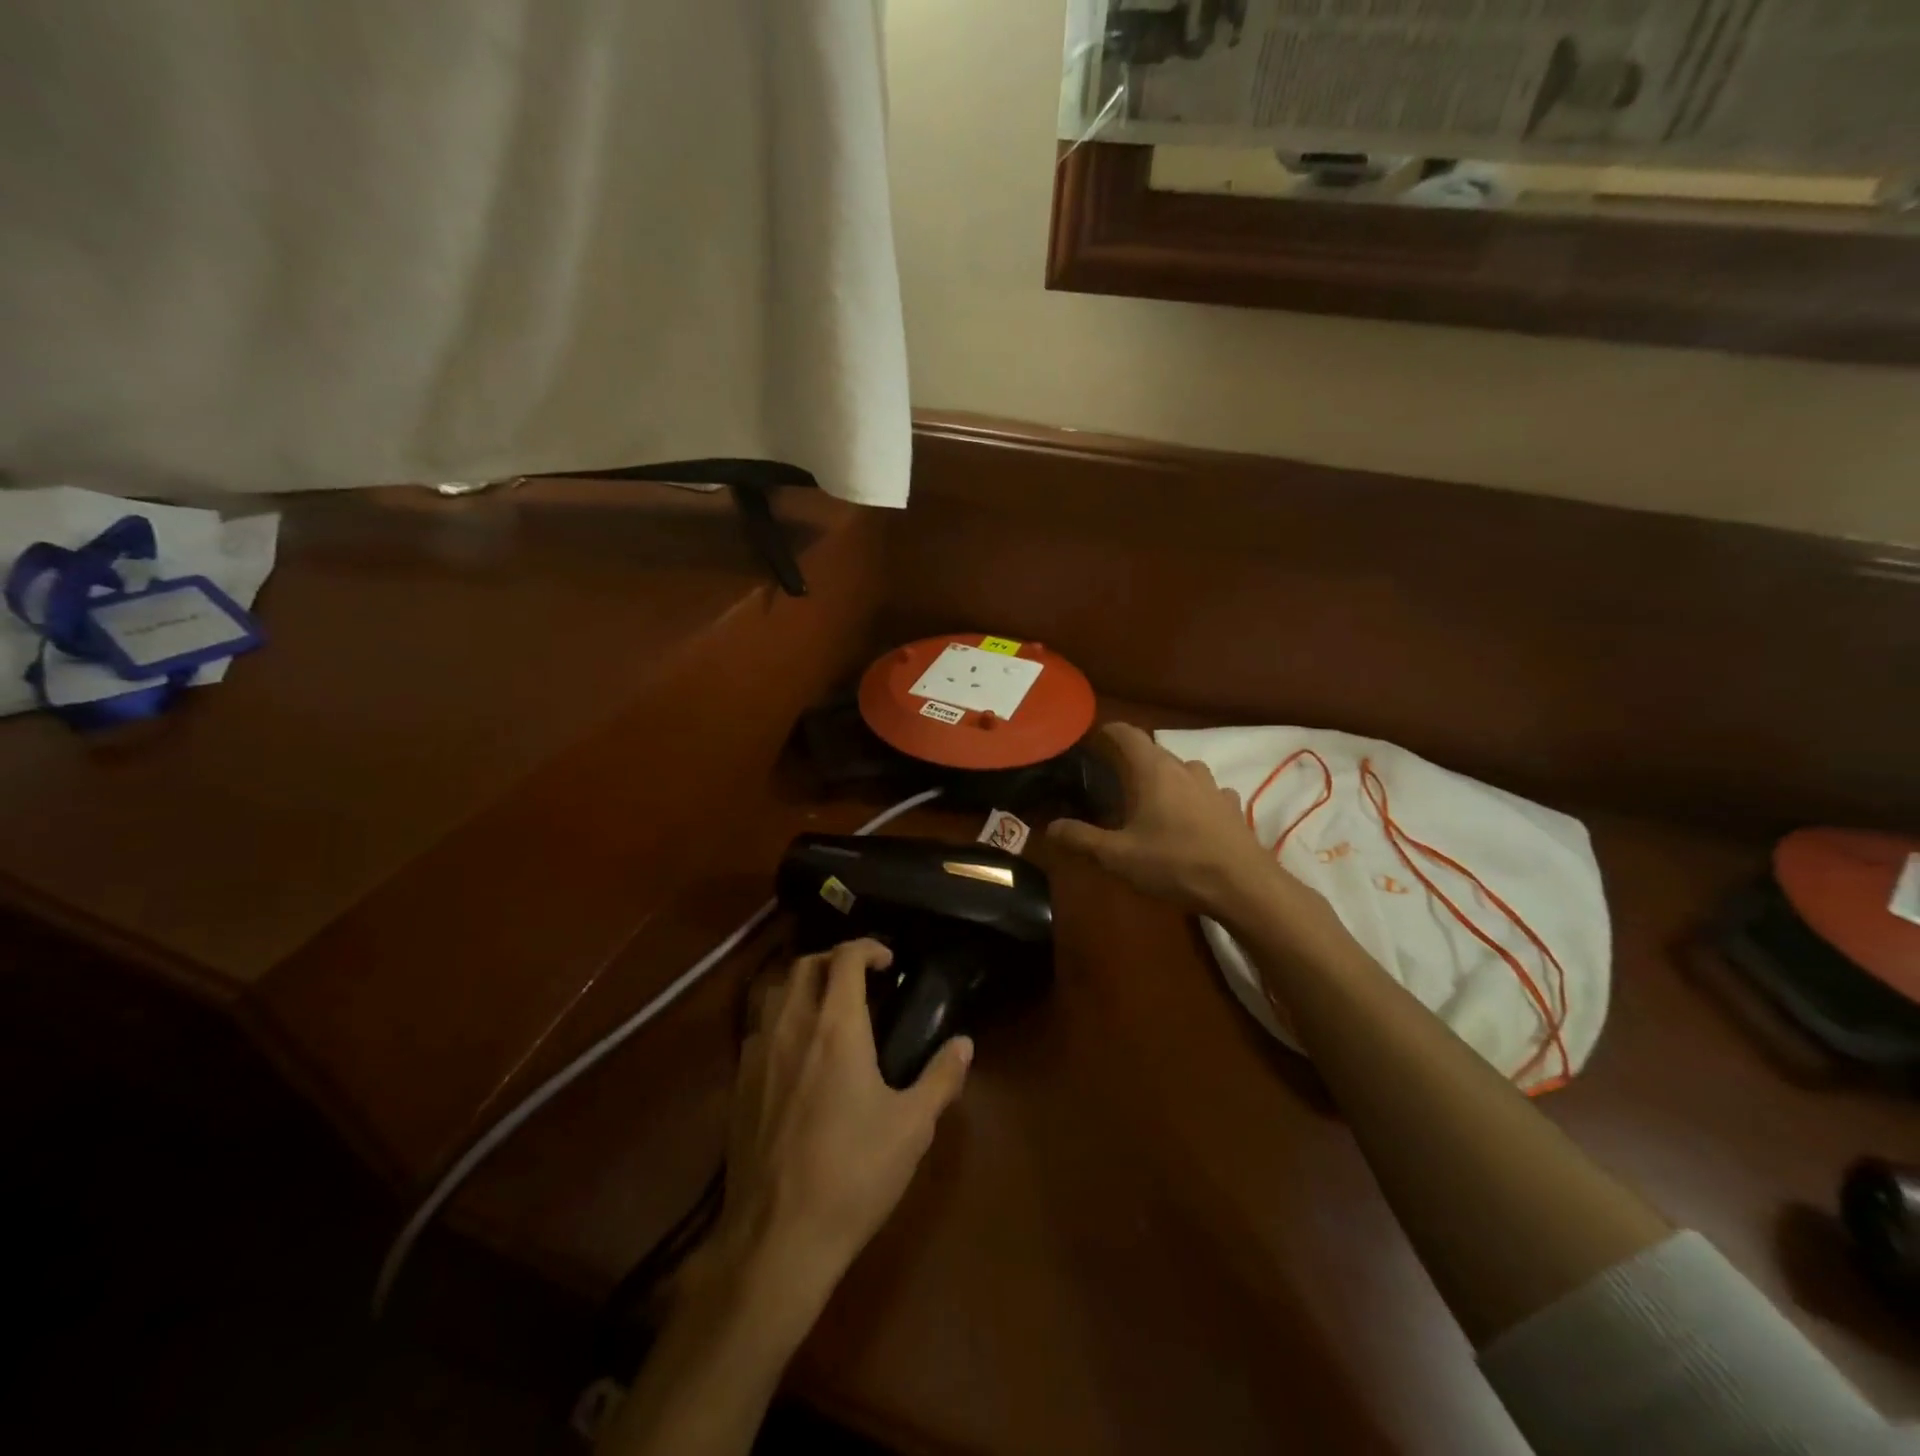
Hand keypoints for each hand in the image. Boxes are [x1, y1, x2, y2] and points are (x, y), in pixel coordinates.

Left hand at [706, 939, 971, 1330]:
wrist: (777, 1237)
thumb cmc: (853, 1174)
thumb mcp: (912, 1127)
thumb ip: (941, 1077)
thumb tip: (965, 1043)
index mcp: (836, 1027)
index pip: (845, 958)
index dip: (868, 947)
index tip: (889, 962)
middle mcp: (792, 1027)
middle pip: (805, 965)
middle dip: (834, 959)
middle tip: (862, 979)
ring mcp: (758, 1054)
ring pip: (775, 992)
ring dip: (804, 984)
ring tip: (829, 1006)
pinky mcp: (738, 1085)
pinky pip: (758, 1028)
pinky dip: (781, 1018)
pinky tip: (798, 1051)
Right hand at [1048, 724, 1315, 925]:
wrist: (1244, 886)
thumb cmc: (1176, 863)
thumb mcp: (1119, 856)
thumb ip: (1082, 838)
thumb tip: (1051, 827)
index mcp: (1153, 770)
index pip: (1127, 734)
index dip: (1107, 732)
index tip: (1091, 740)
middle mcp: (1184, 768)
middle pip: (1153, 751)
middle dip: (1131, 760)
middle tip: (1110, 779)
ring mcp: (1212, 786)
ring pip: (1181, 770)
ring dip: (1163, 778)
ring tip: (1148, 800)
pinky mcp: (1231, 807)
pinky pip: (1204, 792)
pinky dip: (1190, 798)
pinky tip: (1187, 819)